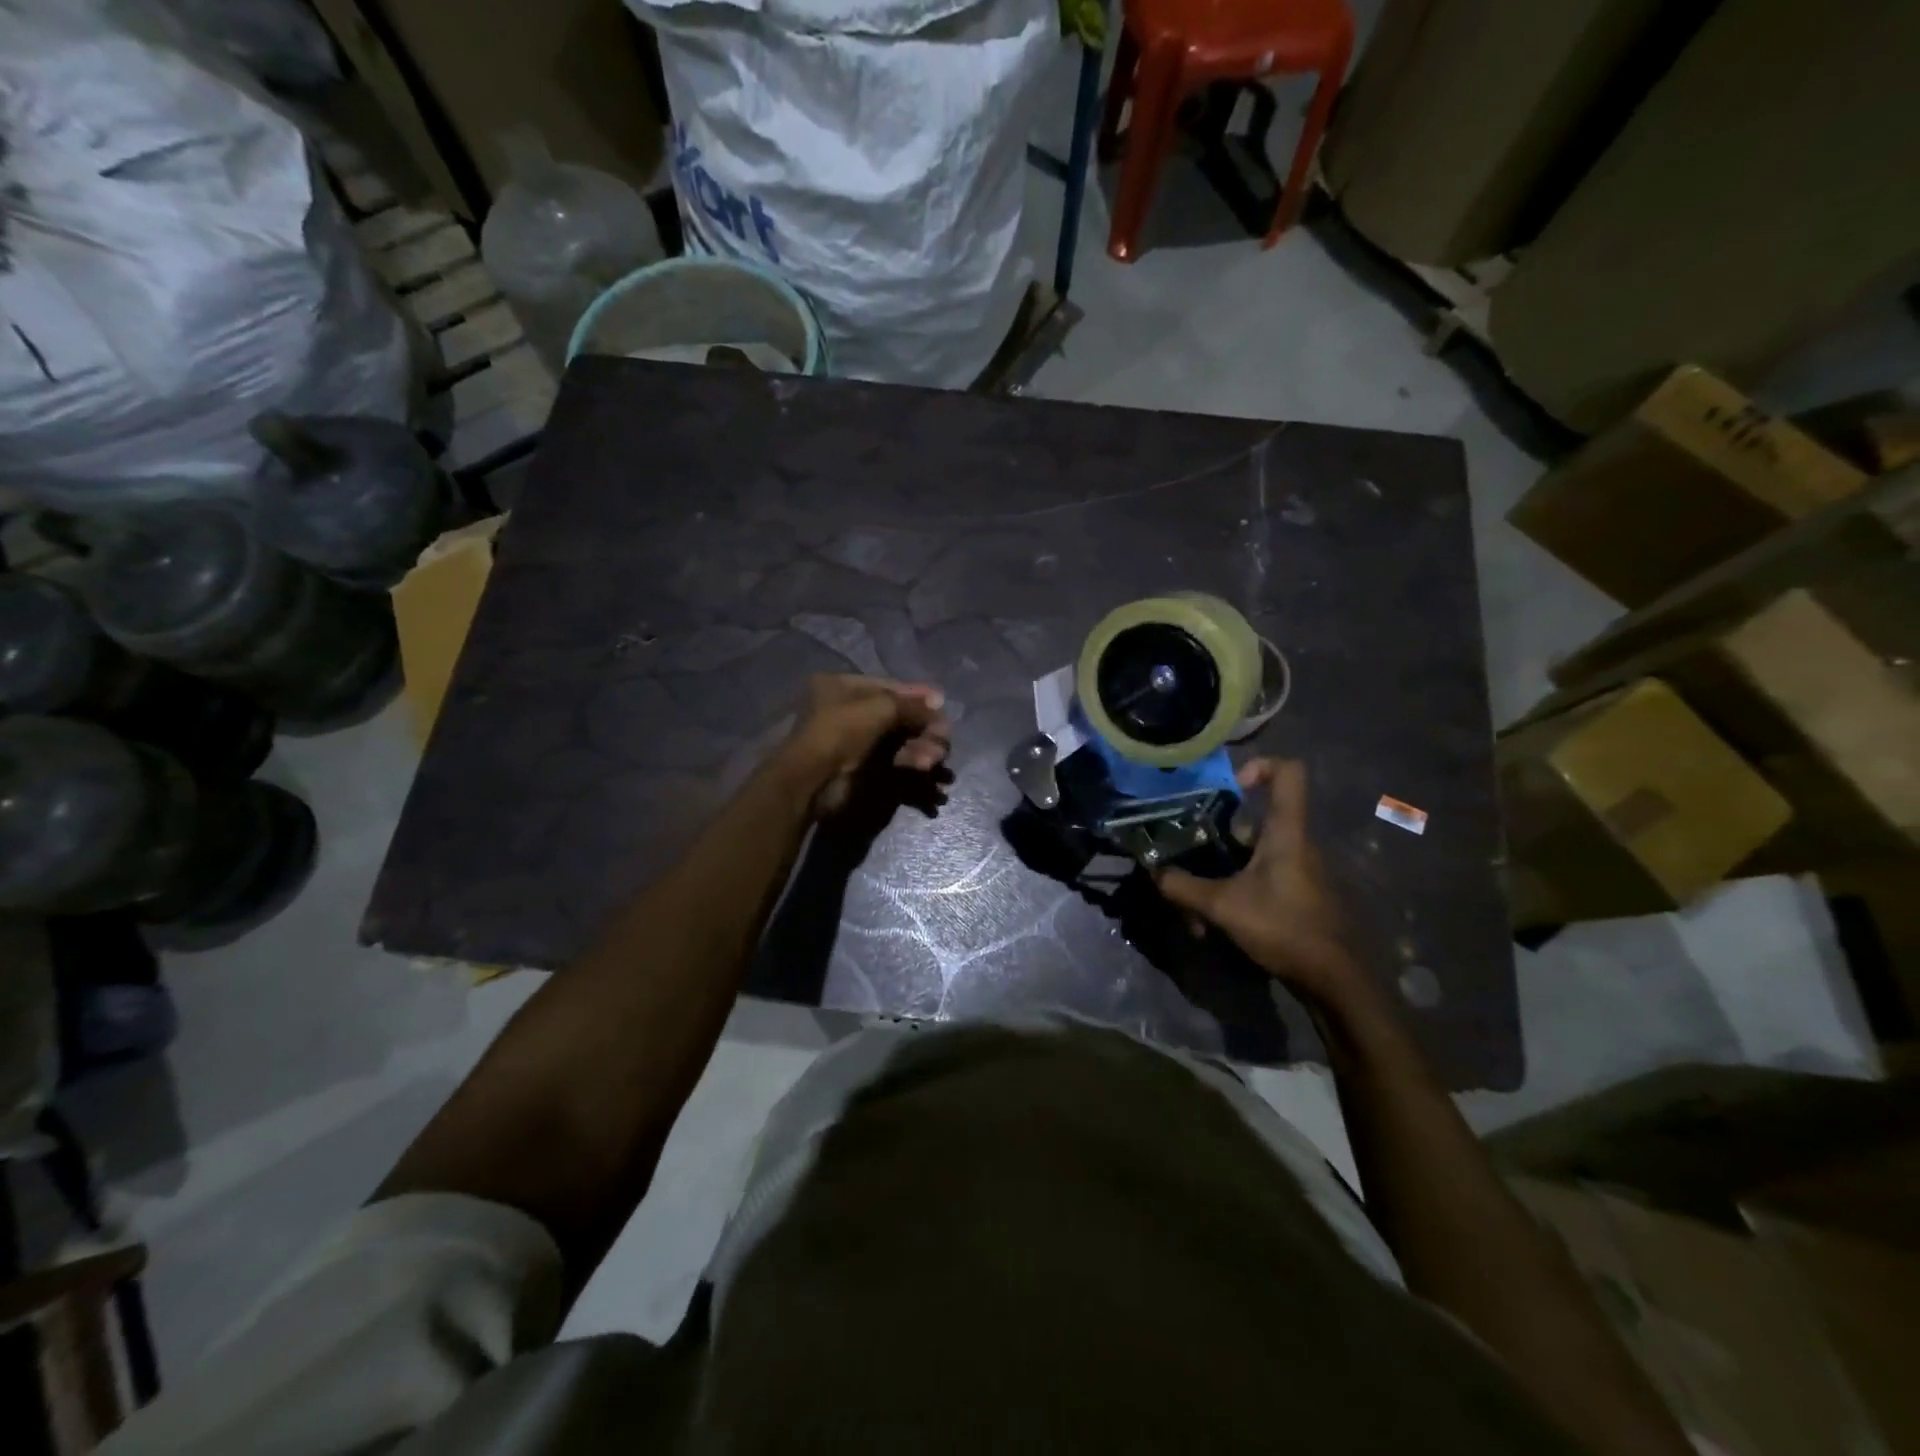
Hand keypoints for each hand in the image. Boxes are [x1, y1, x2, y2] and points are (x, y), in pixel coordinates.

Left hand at [778, 674, 951, 817]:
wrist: (812, 780)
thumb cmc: (841, 731)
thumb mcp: (879, 708)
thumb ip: (912, 705)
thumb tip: (938, 702)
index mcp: (842, 687)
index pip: (888, 687)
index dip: (916, 695)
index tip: (942, 703)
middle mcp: (848, 710)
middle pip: (897, 714)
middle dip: (923, 725)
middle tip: (944, 736)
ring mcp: (856, 740)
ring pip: (898, 739)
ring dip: (921, 746)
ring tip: (937, 757)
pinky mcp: (863, 767)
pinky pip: (895, 759)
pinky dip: (912, 762)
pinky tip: (927, 767)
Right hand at [1154, 759, 1362, 1004]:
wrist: (1335, 979)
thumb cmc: (1284, 928)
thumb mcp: (1224, 907)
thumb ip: (1184, 888)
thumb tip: (1153, 872)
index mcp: (1286, 832)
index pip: (1290, 773)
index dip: (1260, 766)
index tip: (1230, 787)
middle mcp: (1296, 843)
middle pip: (1256, 820)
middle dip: (1219, 837)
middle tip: (1191, 854)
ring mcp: (1299, 870)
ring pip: (1253, 855)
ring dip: (1222, 872)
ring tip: (1196, 904)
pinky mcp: (1298, 893)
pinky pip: (1262, 877)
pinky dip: (1236, 890)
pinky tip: (1216, 922)